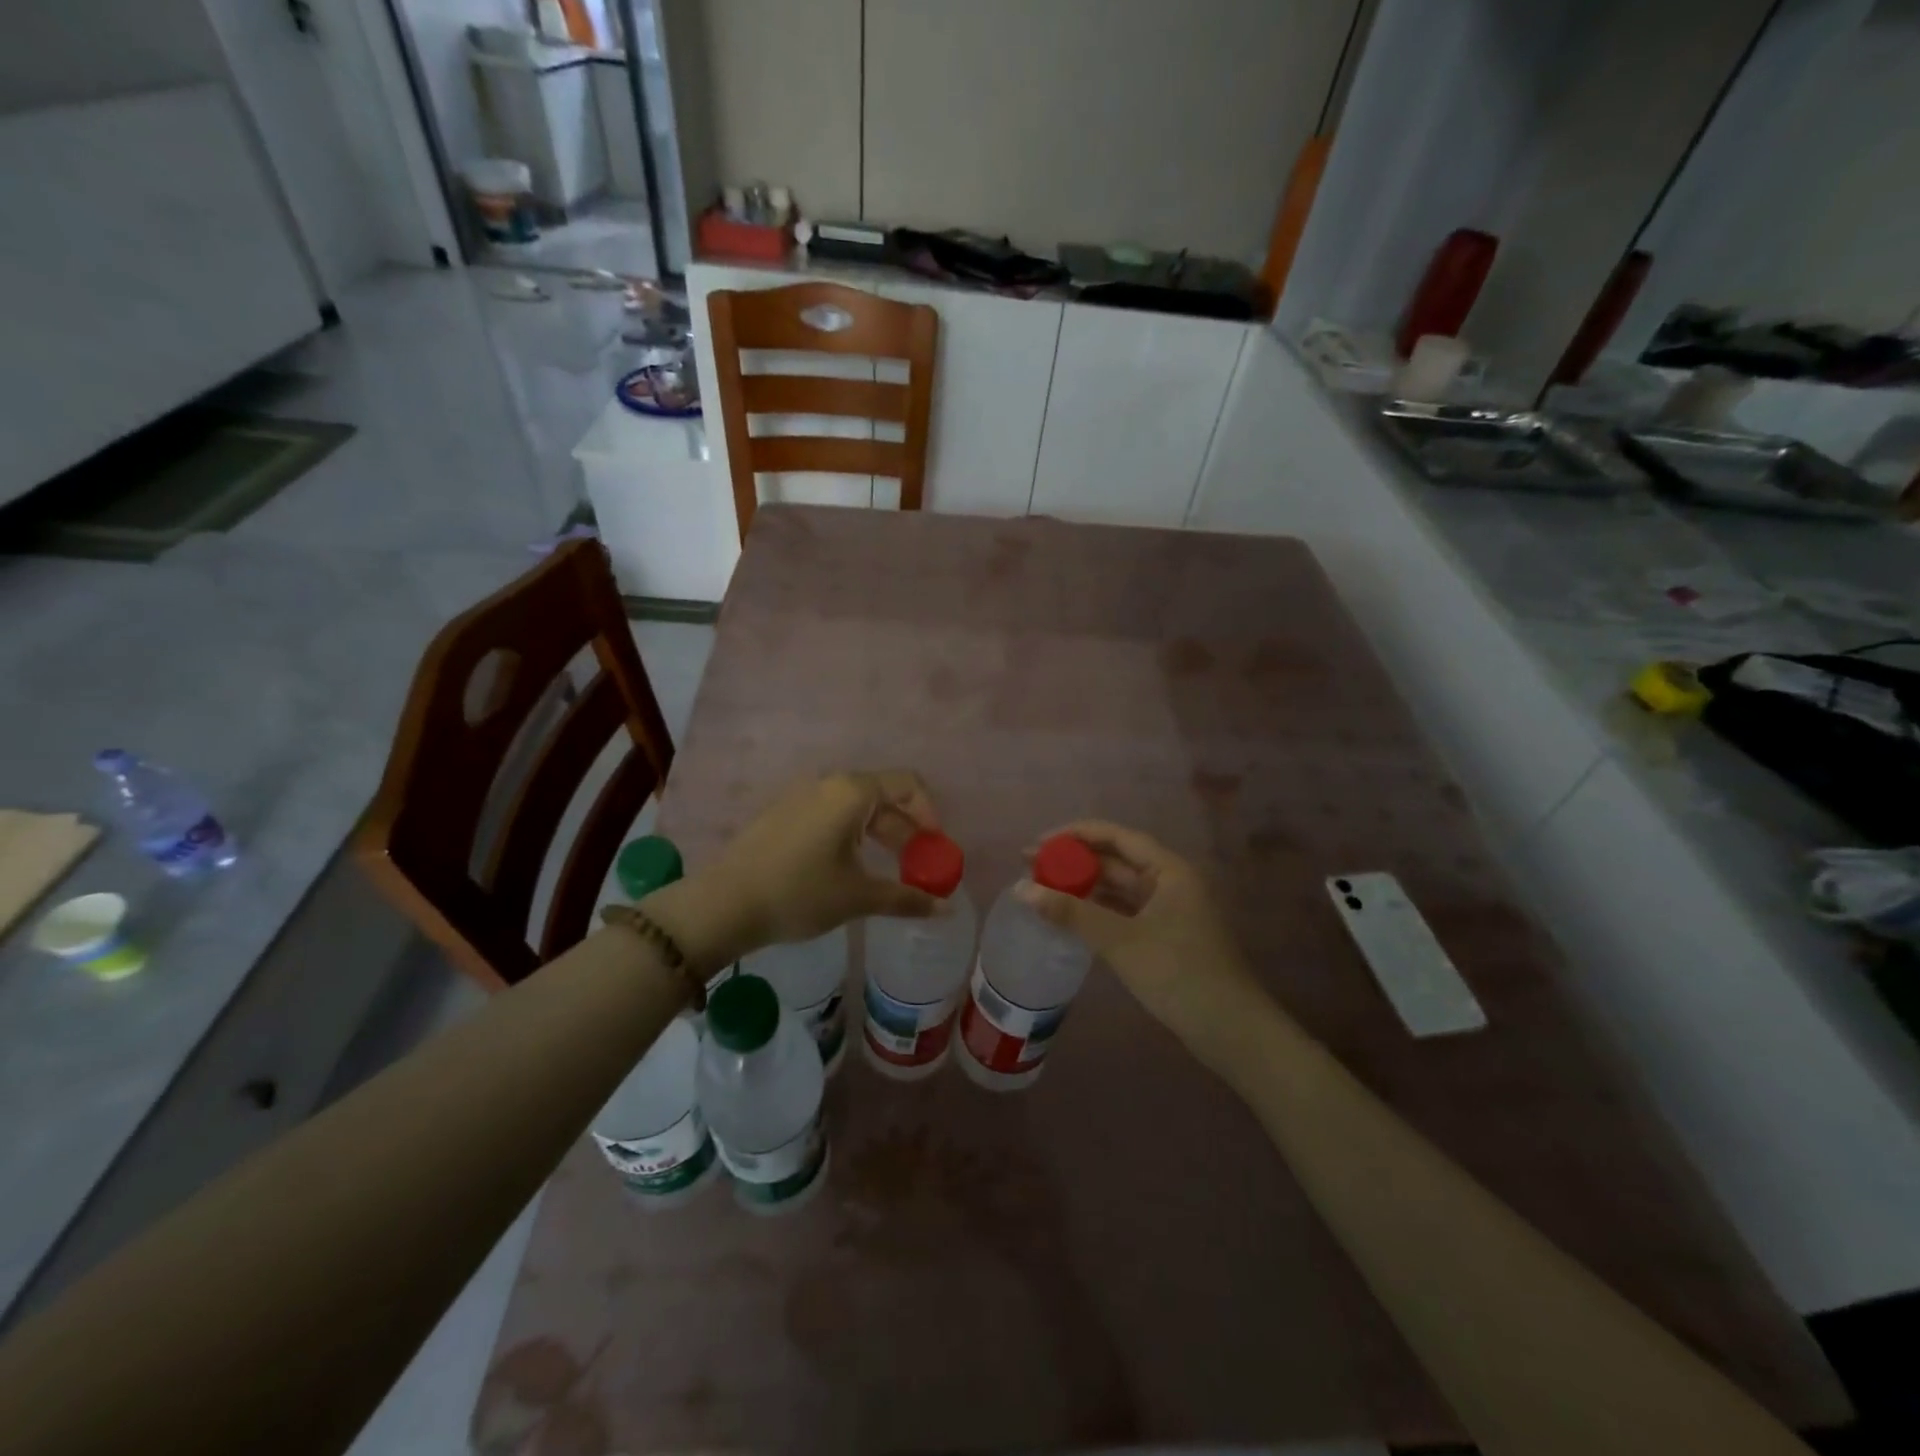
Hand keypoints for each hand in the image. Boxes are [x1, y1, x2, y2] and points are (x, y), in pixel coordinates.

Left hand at [650, 770, 941, 970]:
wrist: (722, 904)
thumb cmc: (799, 893)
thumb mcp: (858, 897)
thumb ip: (906, 898)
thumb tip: (945, 909)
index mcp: (852, 792)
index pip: (907, 784)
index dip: (929, 814)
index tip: (935, 848)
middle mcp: (828, 784)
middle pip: (882, 797)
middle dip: (906, 831)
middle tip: (917, 868)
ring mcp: (801, 797)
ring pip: (855, 808)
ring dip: (879, 835)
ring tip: (886, 873)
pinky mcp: (782, 814)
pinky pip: (830, 816)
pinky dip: (851, 836)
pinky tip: (848, 870)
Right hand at [1016, 821, 1270, 1068]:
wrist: (1230, 1030)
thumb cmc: (1178, 973)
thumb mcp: (1120, 941)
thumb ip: (1071, 912)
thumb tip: (1021, 889)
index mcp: (1168, 870)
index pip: (1116, 836)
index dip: (1075, 835)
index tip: (1038, 845)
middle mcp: (1170, 882)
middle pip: (1116, 860)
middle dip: (1074, 861)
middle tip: (1030, 867)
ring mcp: (1169, 910)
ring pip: (1119, 888)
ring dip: (1083, 886)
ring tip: (1043, 890)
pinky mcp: (1165, 936)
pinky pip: (1124, 911)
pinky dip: (1097, 910)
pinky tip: (1070, 917)